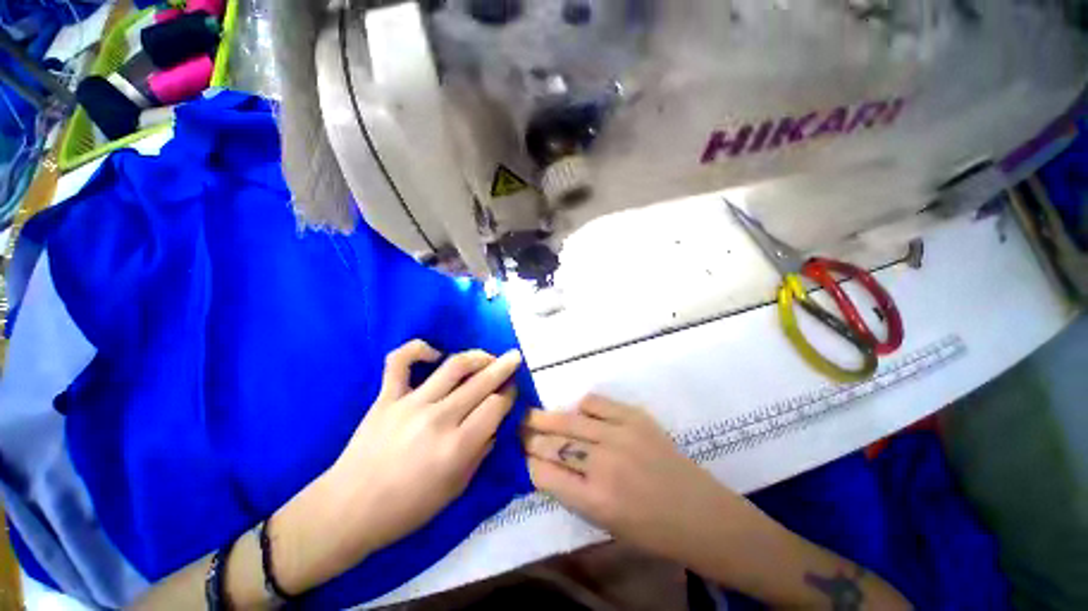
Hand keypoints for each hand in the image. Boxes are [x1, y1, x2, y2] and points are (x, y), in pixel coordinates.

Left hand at [271, 340, 522, 594]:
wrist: (349, 510)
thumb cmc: (407, 508)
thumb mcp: (456, 489)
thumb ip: (481, 451)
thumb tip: (495, 423)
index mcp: (458, 446)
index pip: (496, 405)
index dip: (509, 395)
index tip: (512, 390)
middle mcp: (439, 418)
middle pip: (482, 381)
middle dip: (504, 367)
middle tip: (514, 357)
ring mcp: (411, 403)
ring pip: (453, 366)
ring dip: (477, 356)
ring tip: (488, 355)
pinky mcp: (386, 397)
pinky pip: (400, 361)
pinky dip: (418, 349)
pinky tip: (434, 353)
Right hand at [522, 396, 746, 564]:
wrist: (700, 513)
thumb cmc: (651, 531)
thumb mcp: (604, 523)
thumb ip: (572, 492)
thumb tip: (545, 465)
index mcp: (594, 500)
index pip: (544, 473)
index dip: (528, 462)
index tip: (520, 454)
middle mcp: (603, 463)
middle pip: (553, 442)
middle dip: (529, 436)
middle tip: (517, 429)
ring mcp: (620, 434)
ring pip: (569, 420)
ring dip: (547, 418)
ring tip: (532, 415)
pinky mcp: (634, 417)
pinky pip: (596, 403)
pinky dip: (582, 407)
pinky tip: (578, 414)